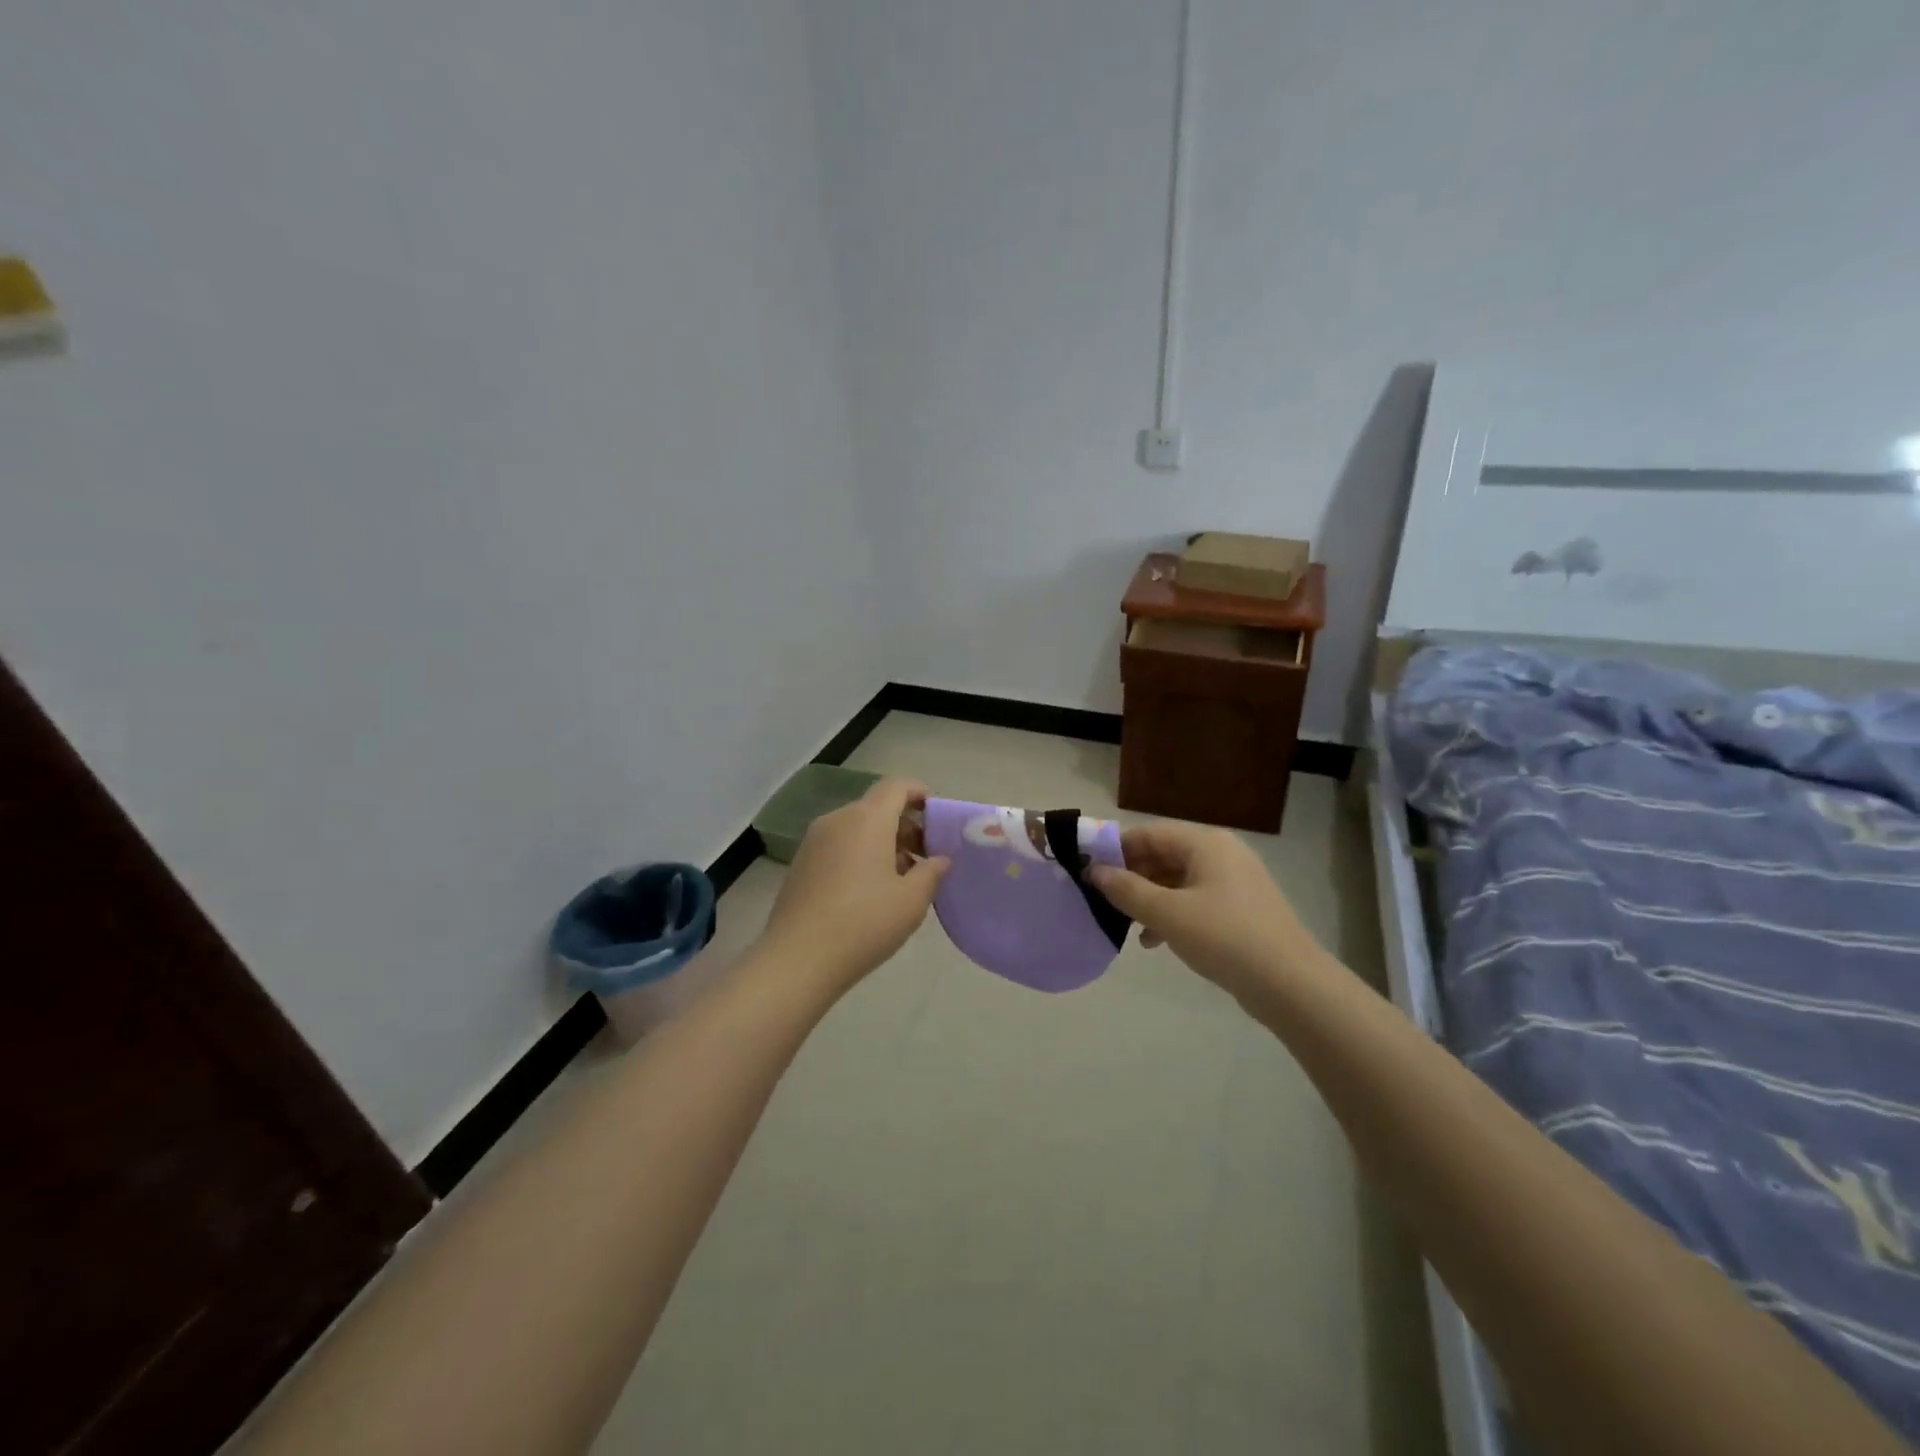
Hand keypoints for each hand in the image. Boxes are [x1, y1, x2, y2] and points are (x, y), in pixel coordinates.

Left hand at [758, 778, 950, 992]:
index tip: (938, 819)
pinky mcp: (801, 863)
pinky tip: (871, 891)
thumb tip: (939, 859)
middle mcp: (838, 820)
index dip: (920, 794)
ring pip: (857, 827)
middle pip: (877, 807)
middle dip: (906, 825)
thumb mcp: (911, 901)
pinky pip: (839, 845)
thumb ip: (932, 872)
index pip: (897, 786)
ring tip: (902, 879)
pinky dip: (861, 854)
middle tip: (927, 857)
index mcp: (867, 819)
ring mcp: (814, 841)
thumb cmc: (863, 923)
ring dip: (884, 842)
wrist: (797, 960)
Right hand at [1090, 822, 1316, 996]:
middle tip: (1104, 900)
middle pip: (1164, 855)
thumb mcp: (1167, 913)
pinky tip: (1155, 941)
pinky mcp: (1242, 910)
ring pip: (1178, 881)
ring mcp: (1235, 882)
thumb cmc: (1224, 937)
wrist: (1291, 985)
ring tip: (1126, 924)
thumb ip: (1127, 890)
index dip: (1117, 849)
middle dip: (1132, 876)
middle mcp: (1222, 853)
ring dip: (1149, 898)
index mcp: (1206, 843)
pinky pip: (1196, 901)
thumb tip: (1095, 871)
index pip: (1149, 833)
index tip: (1089, 871)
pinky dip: (1172, 914)